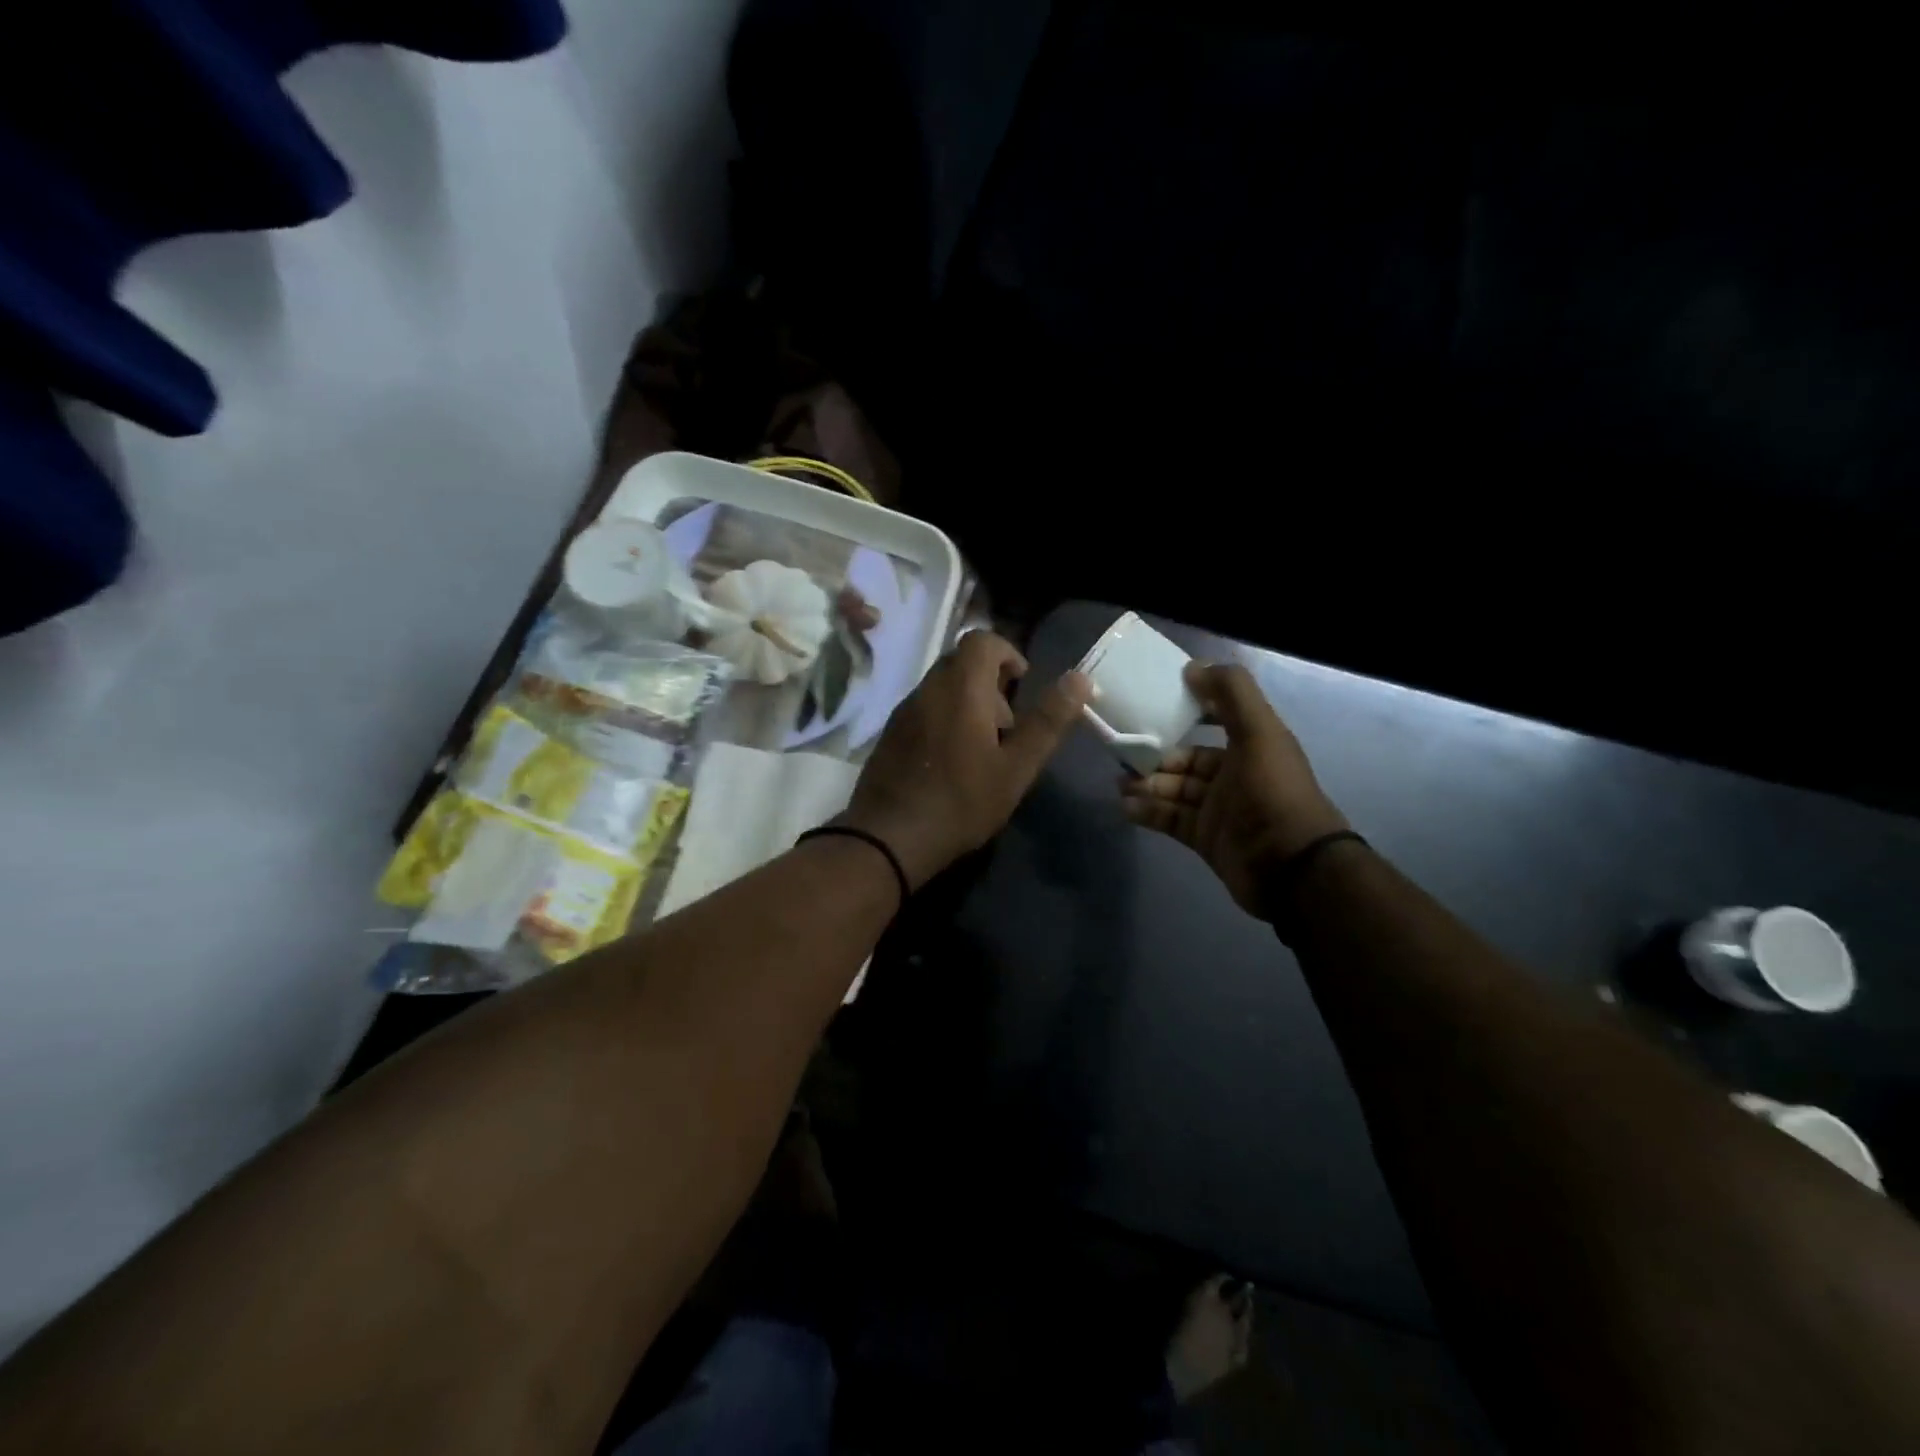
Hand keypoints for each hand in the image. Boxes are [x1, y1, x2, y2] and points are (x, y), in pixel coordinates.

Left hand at [839, 632, 1091, 887]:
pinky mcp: (890, 733)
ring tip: (983, 749)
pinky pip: (924, 709)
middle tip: (1007, 726)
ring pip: (942, 687)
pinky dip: (945, 718)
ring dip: (967, 702)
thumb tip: (1080, 678)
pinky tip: (953, 762)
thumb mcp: (1016, 767)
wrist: (890, 837)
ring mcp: (904, 711)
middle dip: (990, 682)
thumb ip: (1047, 721)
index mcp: (960, 687)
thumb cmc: (962, 802)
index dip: (1008, 654)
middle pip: (962, 662)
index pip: (983, 640)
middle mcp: (928, 688)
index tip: (1022, 685)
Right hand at [1120, 662, 1348, 919]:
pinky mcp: (1205, 838)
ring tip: (1120, 783)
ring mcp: (1218, 810)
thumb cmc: (1273, 792)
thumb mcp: (1259, 732)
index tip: (1151, 706)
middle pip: (1186, 760)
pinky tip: (1126, 807)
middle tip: (1123, 753)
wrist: (1291, 866)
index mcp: (1251, 746)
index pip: (1213, 722)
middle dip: (1155, 756)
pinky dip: (1148, 813)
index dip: (1186, 713)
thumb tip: (1194, 667)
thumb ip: (1231, 694)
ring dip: (1147, 785)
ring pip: (1174, 790)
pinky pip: (1170, 820)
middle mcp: (1234, 775)